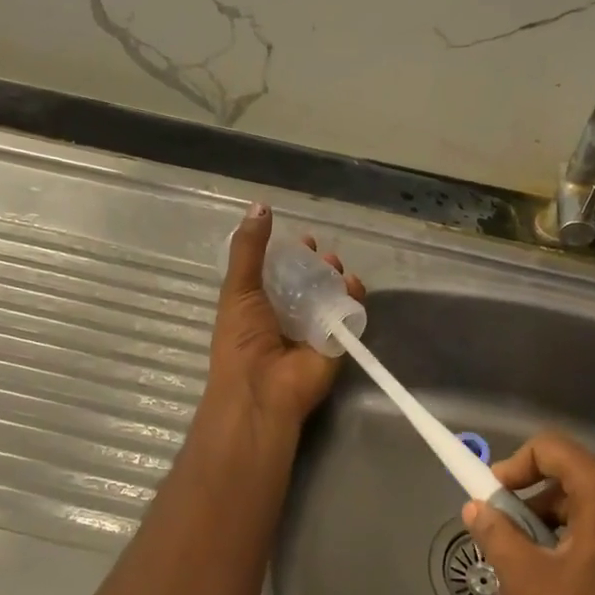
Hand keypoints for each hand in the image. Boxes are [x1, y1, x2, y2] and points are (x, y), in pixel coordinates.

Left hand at [207, 203, 365, 432]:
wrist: (262, 389)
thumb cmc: (242, 338)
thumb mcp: (239, 287)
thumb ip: (249, 248)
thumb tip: (260, 205)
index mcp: (260, 304)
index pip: (281, 273)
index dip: (291, 255)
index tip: (303, 240)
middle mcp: (288, 316)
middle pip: (309, 283)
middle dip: (318, 265)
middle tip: (322, 254)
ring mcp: (314, 330)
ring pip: (332, 296)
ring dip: (337, 278)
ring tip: (335, 267)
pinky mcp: (338, 343)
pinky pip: (350, 315)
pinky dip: (355, 298)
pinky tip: (353, 284)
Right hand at [463, 431, 594, 594]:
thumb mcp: (530, 579)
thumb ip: (496, 534)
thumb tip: (474, 507)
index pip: (548, 447)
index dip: (514, 465)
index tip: (493, 498)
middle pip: (567, 472)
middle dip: (531, 497)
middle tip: (508, 532)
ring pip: (586, 499)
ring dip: (552, 518)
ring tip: (532, 559)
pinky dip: (577, 532)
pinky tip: (563, 572)